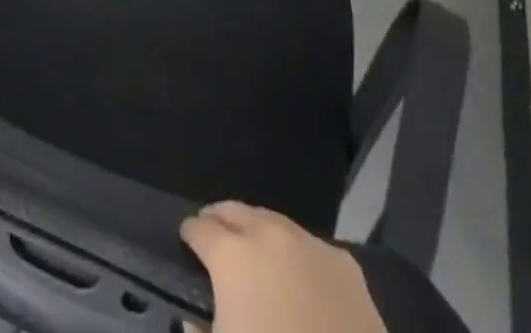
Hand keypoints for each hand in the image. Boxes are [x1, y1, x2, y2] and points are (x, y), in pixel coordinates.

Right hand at [181, 202, 386, 332]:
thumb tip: (195, 320)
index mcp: (231, 254)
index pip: (198, 228)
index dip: (190, 238)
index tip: (187, 247)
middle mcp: (266, 233)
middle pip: (232, 210)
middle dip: (219, 222)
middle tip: (215, 240)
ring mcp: (307, 242)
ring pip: (271, 221)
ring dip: (257, 232)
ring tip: (255, 255)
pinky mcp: (343, 262)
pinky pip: (309, 246)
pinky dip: (296, 255)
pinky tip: (300, 279)